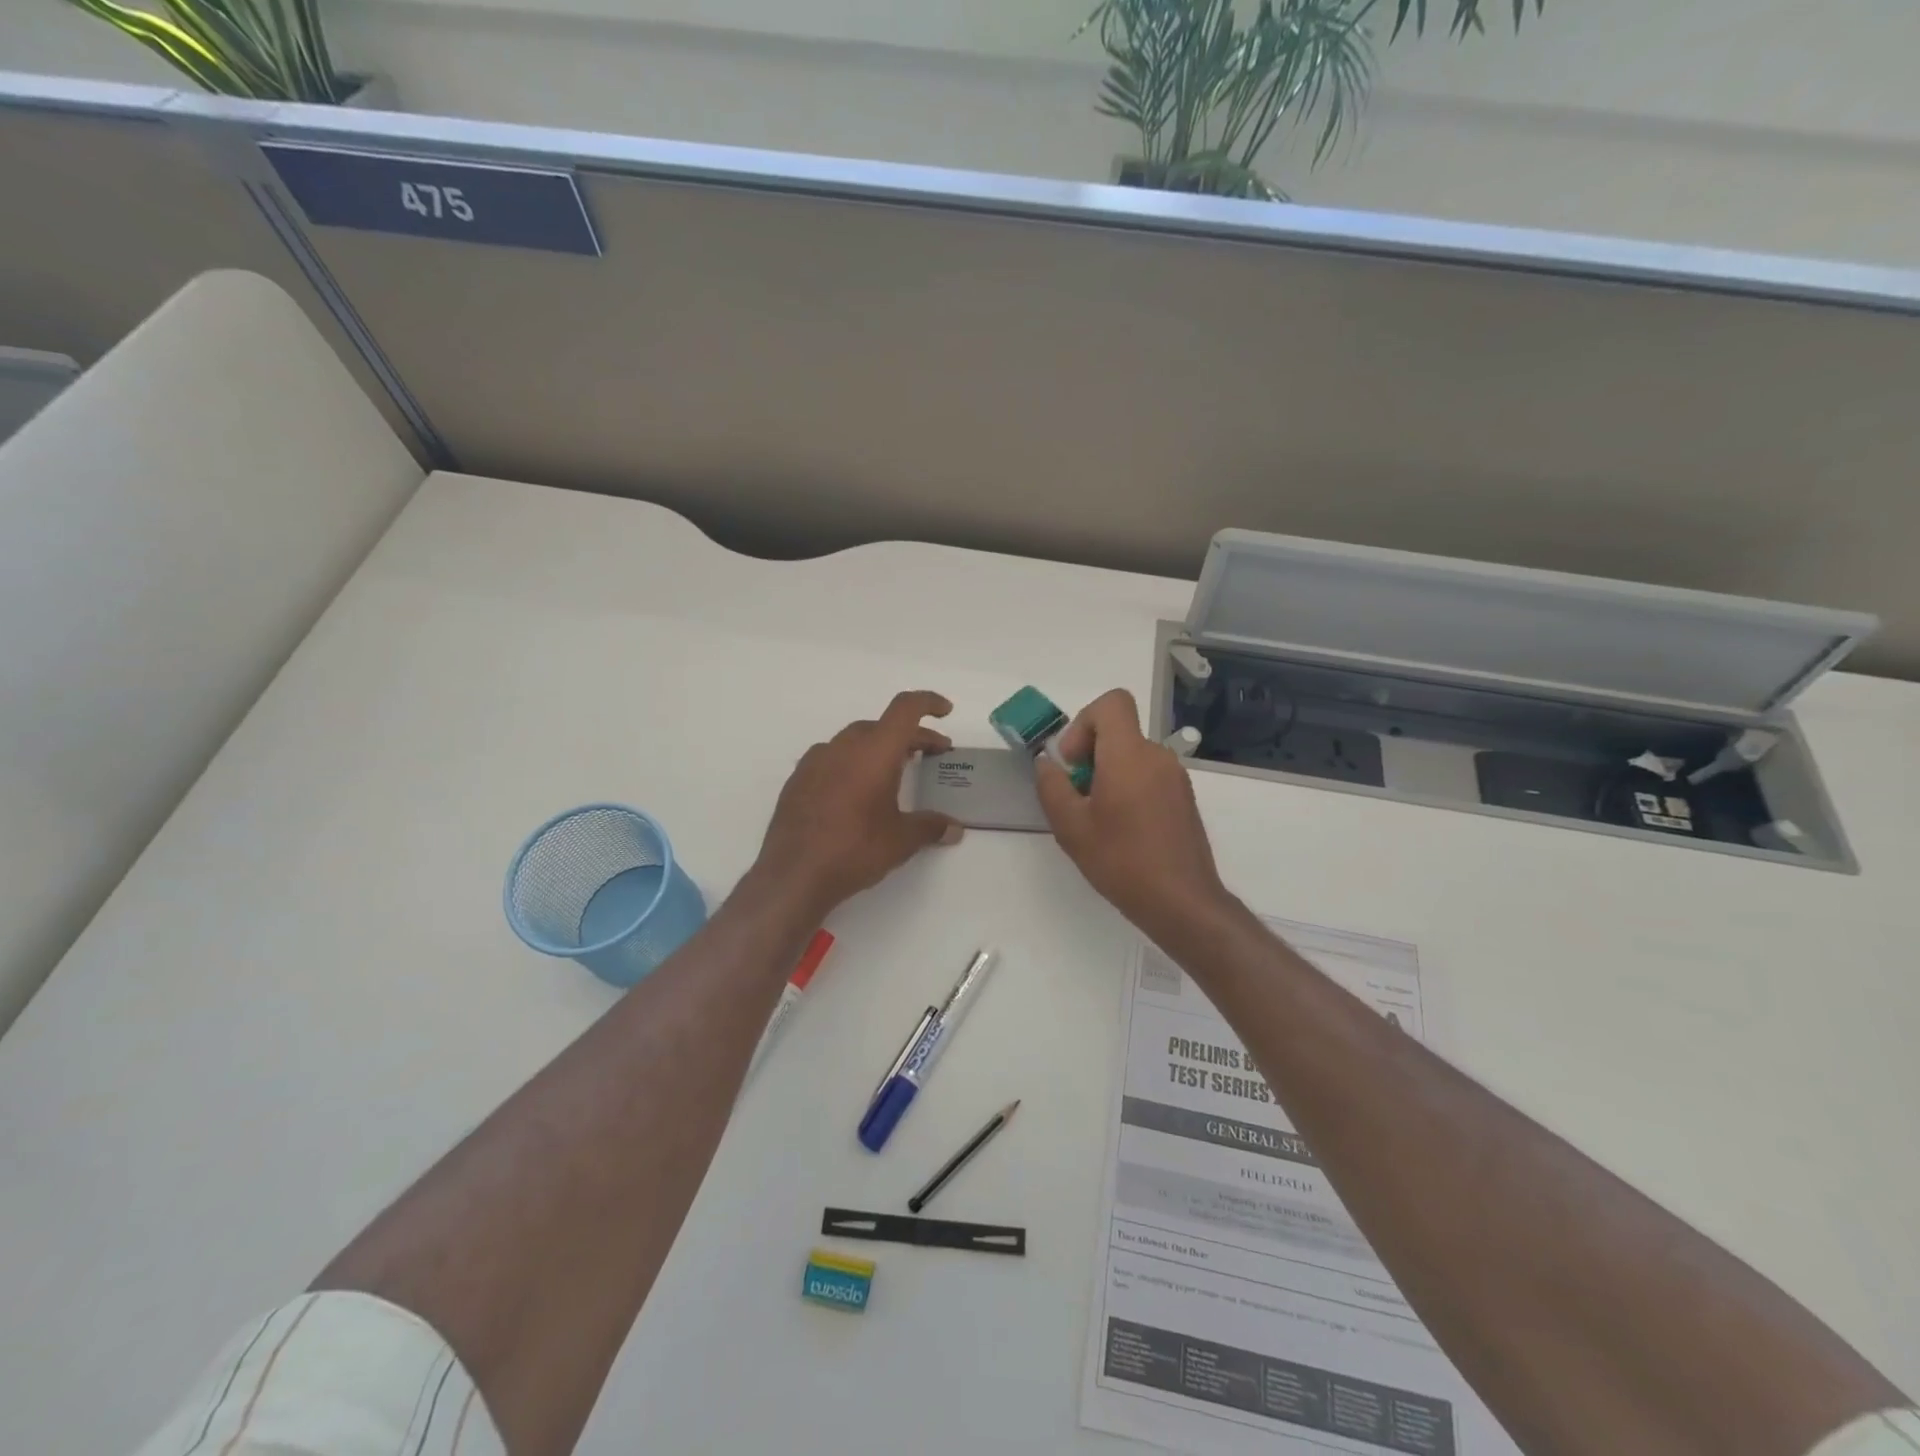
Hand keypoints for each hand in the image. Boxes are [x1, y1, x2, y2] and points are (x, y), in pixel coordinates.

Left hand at [754, 690, 962, 915]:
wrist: (793, 874)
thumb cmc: (855, 849)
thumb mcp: (902, 840)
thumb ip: (931, 827)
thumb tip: (954, 829)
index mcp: (875, 750)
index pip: (905, 708)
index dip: (928, 702)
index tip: (945, 710)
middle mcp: (844, 746)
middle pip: (882, 726)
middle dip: (910, 736)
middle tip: (930, 755)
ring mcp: (815, 761)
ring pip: (854, 741)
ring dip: (879, 748)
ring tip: (893, 772)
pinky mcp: (797, 780)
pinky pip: (832, 759)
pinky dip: (852, 764)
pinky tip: (856, 792)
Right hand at [1035, 689, 1233, 943]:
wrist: (1182, 902)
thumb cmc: (1121, 861)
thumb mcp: (1071, 827)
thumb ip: (1051, 787)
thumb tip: (1048, 764)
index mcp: (1129, 755)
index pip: (1112, 703)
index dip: (1084, 723)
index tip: (1074, 763)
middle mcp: (1158, 757)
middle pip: (1119, 732)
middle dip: (1090, 755)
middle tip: (1078, 797)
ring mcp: (1176, 778)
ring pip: (1132, 756)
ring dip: (1109, 775)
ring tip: (1098, 820)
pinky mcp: (1184, 798)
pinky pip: (1149, 776)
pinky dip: (1129, 788)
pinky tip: (1122, 831)